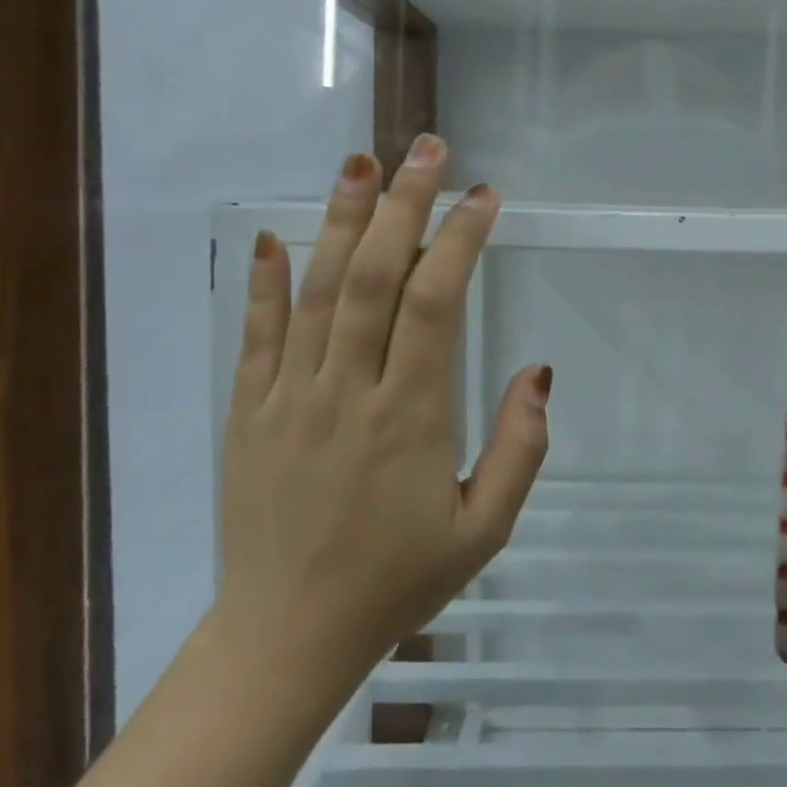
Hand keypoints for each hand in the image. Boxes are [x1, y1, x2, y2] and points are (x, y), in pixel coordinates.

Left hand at [212, 136, 551, 702]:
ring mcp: (288, 398)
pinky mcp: (248, 413)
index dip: (460, 241)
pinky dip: (266, 284)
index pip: (435, 304)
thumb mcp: (484, 529)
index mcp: (409, 418)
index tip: (484, 197)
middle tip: (425, 148)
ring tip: (360, 164)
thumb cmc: (397, 580)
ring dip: (340, 222)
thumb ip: (520, 448)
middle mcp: (346, 392)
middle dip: (403, 205)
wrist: (286, 637)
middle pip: (374, 278)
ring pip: (317, 292)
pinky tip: (274, 238)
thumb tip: (538, 372)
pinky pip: (255, 336)